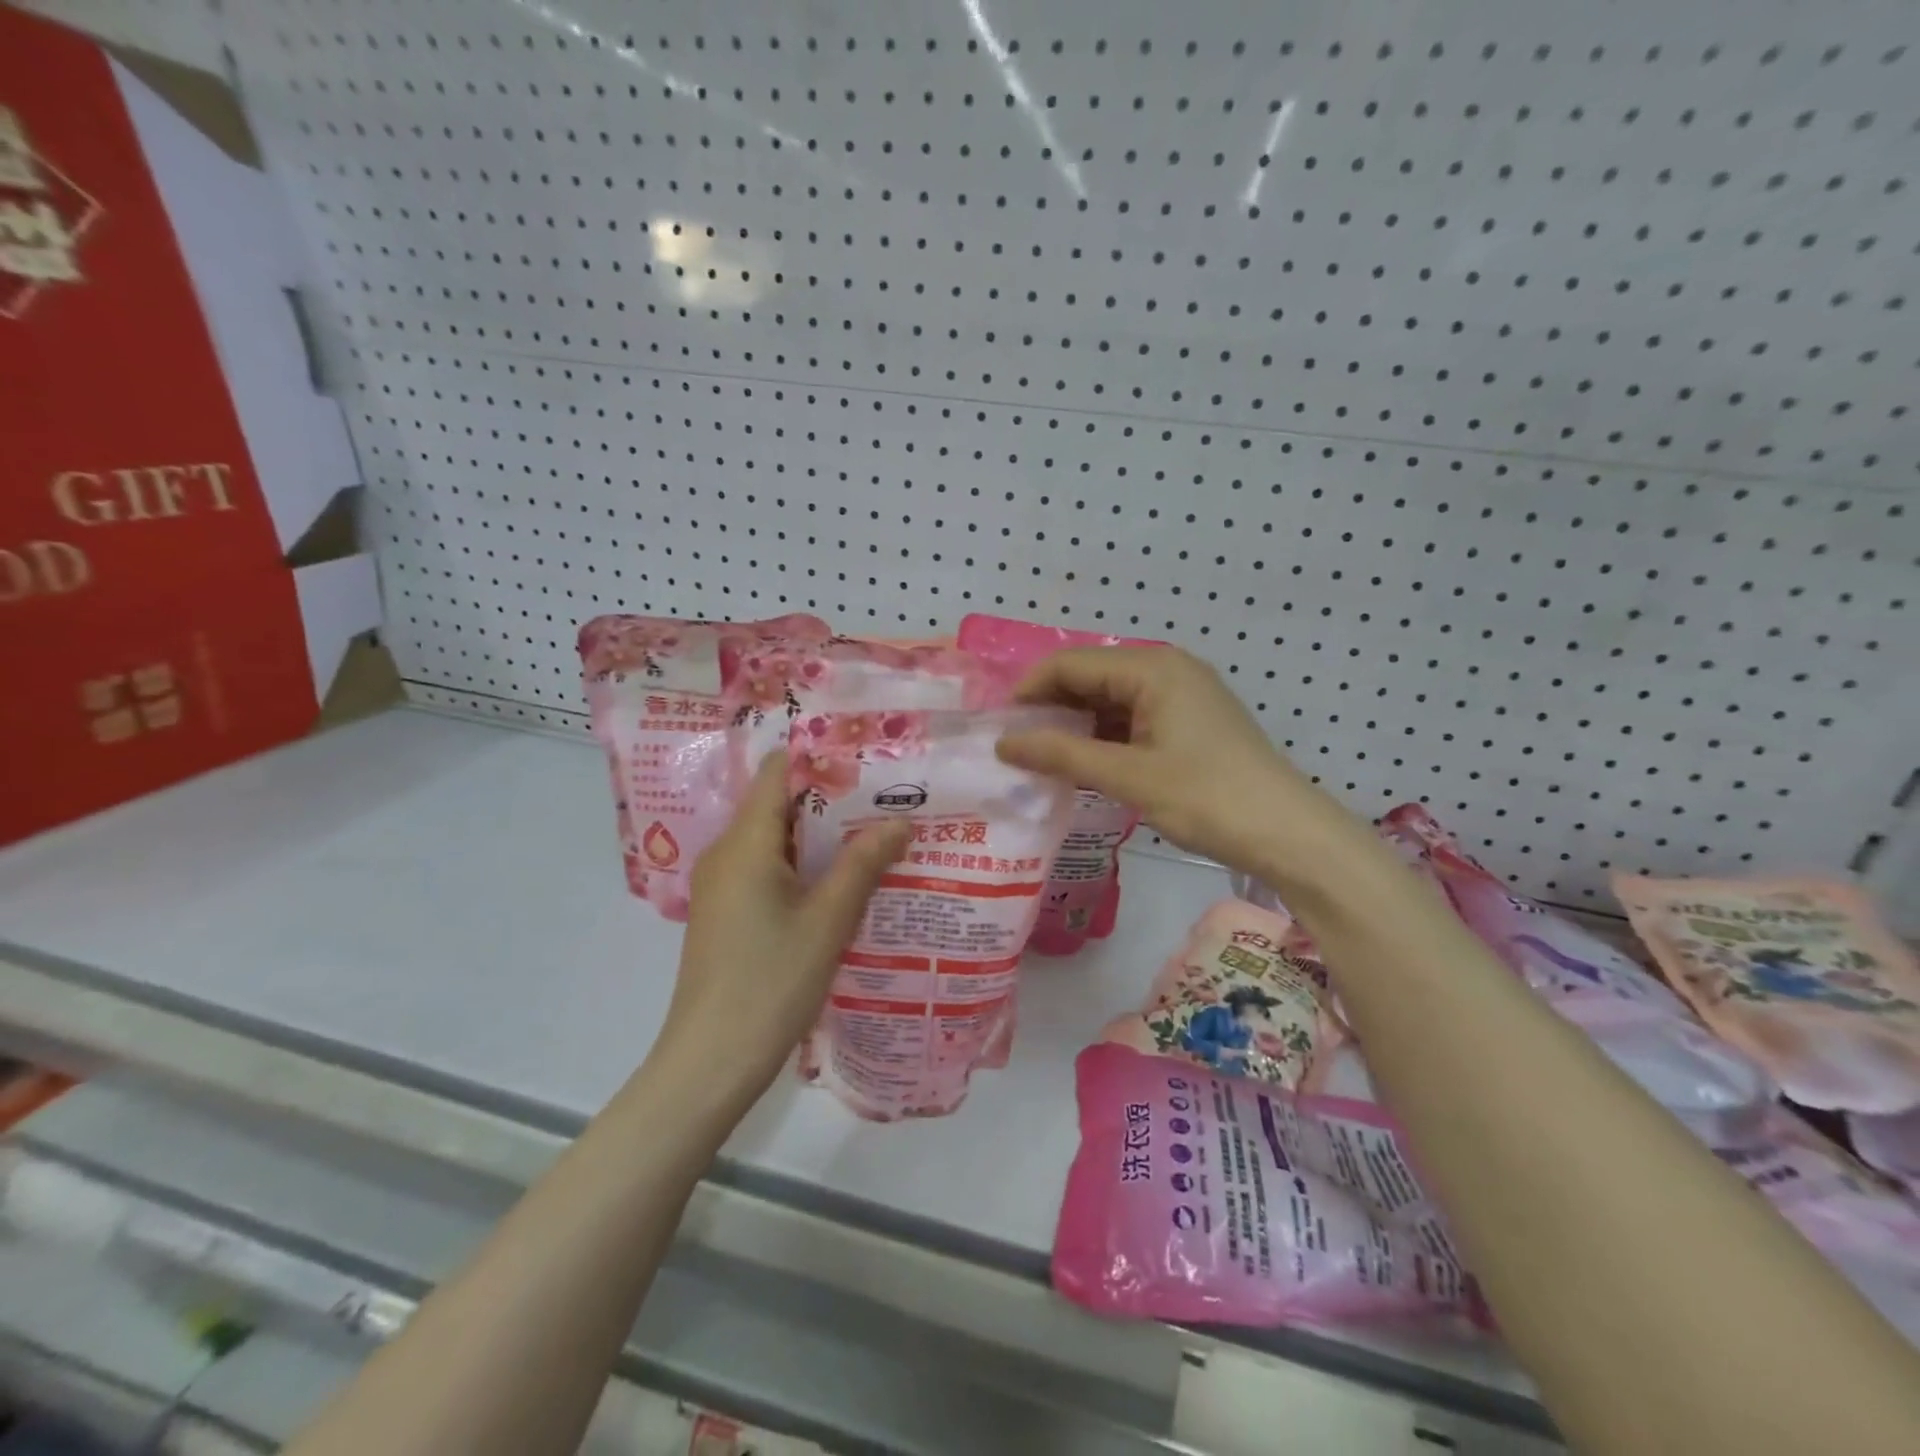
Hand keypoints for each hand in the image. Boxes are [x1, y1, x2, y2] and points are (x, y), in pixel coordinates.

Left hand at [662, 755, 909, 1097]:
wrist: (711, 1061)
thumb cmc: (771, 982)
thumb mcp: (828, 921)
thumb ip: (863, 864)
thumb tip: (899, 820)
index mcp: (745, 843)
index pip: (776, 772)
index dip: (819, 758)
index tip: (867, 760)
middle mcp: (726, 852)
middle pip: (778, 804)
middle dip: (831, 799)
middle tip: (886, 799)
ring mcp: (722, 884)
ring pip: (775, 839)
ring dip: (821, 836)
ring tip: (874, 834)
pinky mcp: (726, 912)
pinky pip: (767, 868)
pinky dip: (803, 865)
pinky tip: (842, 880)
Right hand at [995, 646, 1360, 878]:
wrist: (1288, 833)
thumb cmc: (1206, 797)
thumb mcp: (1128, 776)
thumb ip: (1061, 754)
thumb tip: (1003, 742)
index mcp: (1152, 669)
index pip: (1071, 664)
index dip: (1029, 691)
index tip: (998, 726)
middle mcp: (1166, 670)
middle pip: (1090, 677)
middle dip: (1050, 708)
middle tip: (1015, 746)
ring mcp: (1182, 696)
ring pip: (1110, 700)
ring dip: (1075, 726)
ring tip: (1040, 759)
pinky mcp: (1190, 723)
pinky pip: (1132, 719)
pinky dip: (1103, 739)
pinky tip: (1082, 764)